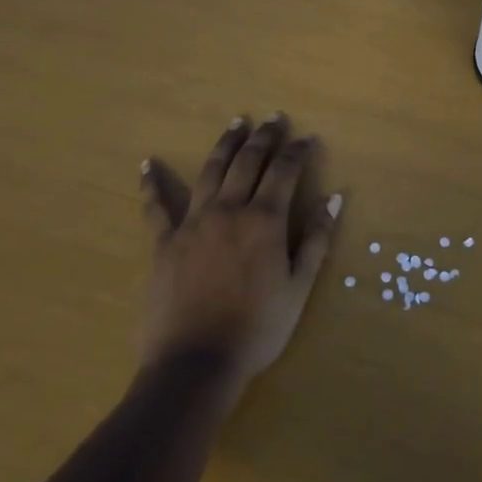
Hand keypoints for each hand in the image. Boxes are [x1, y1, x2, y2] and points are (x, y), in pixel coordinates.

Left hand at [138, 114, 339, 399]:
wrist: (195, 364)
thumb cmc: (257, 329)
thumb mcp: (299, 288)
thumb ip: (317, 239)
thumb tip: (334, 197)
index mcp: (265, 220)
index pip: (285, 172)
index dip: (297, 151)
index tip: (307, 138)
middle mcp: (229, 210)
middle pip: (248, 162)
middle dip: (264, 136)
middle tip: (274, 117)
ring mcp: (193, 224)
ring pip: (211, 171)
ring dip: (225, 144)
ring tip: (236, 122)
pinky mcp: (164, 243)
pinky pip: (156, 207)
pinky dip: (151, 184)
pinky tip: (148, 164)